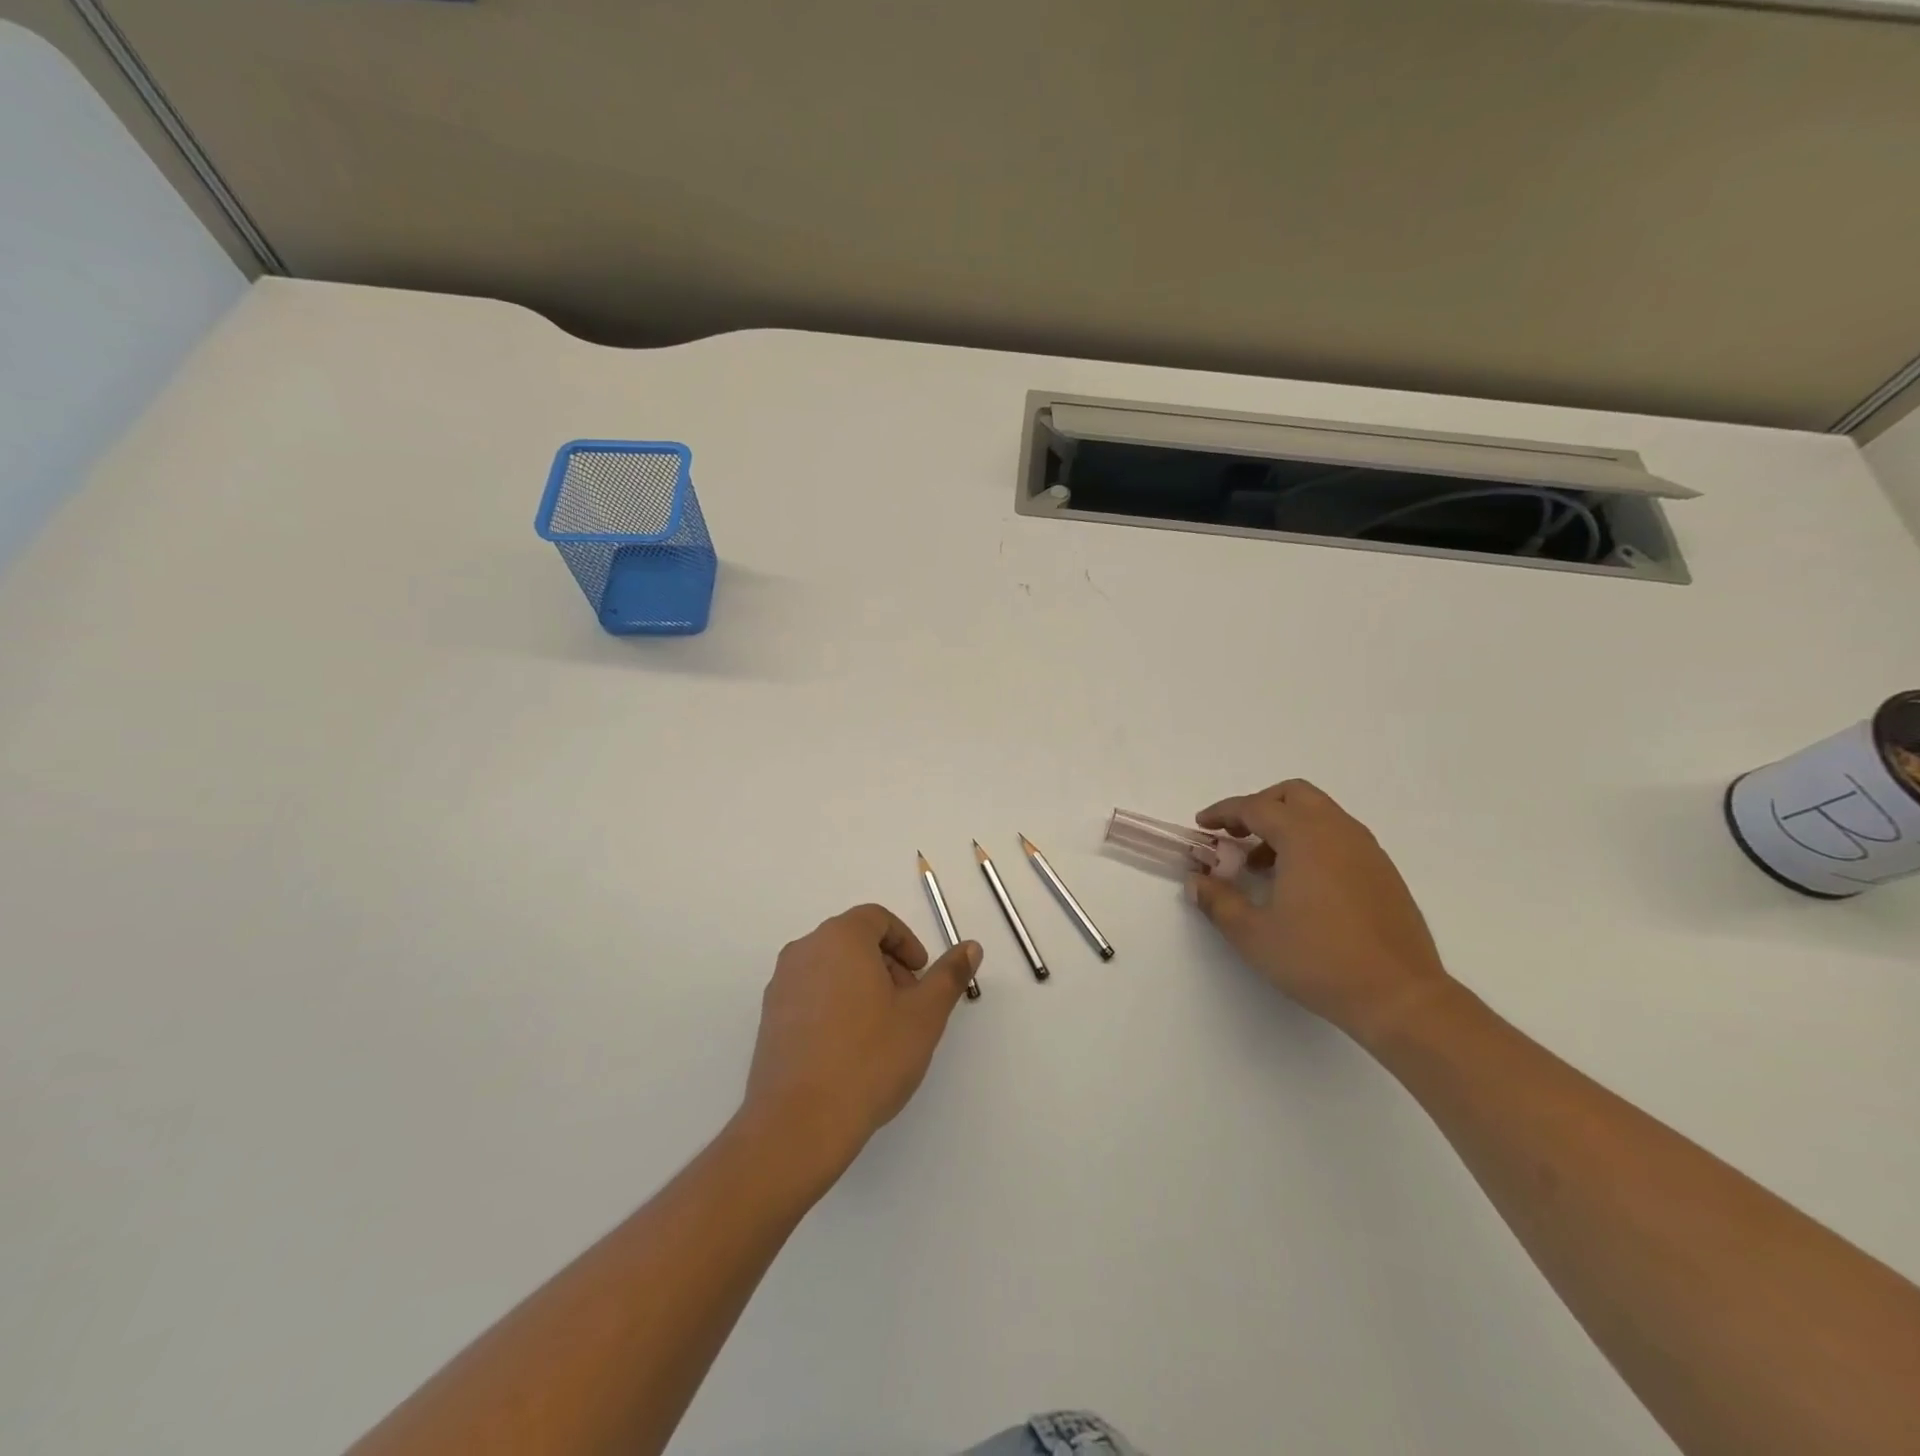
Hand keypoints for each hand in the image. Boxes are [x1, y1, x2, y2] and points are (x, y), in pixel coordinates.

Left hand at [741, 904, 981, 1174]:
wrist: (799, 1122)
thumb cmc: (869, 1058)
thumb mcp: (924, 1015)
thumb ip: (949, 975)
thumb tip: (970, 946)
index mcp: (840, 938)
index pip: (877, 919)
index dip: (906, 942)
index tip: (921, 975)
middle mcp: (805, 950)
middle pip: (853, 940)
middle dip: (887, 964)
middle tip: (908, 1004)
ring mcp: (781, 985)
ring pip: (831, 968)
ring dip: (862, 985)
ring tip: (882, 1030)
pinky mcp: (769, 1018)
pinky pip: (810, 995)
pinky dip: (835, 1005)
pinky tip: (851, 1049)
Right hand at [1189, 780, 1451, 1045]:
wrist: (1399, 996)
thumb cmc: (1318, 960)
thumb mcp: (1253, 934)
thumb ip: (1218, 901)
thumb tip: (1197, 881)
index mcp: (1304, 837)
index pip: (1255, 807)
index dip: (1223, 813)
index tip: (1201, 826)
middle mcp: (1338, 831)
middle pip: (1293, 795)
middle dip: (1259, 807)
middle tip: (1235, 835)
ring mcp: (1367, 850)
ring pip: (1320, 814)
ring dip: (1286, 825)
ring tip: (1263, 866)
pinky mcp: (1383, 872)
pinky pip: (1340, 837)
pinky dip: (1312, 842)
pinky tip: (1300, 884)